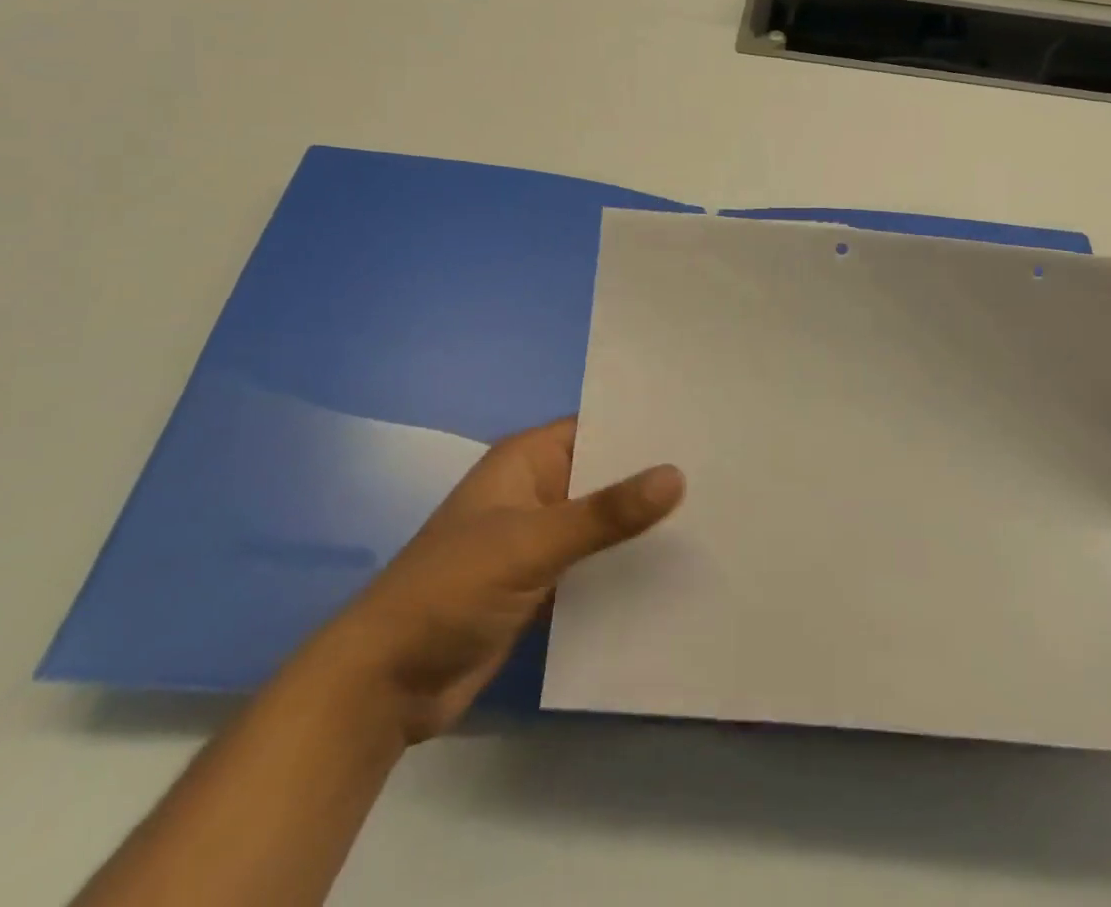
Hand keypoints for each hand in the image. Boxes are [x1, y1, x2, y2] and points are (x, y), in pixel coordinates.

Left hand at [313, 417, 683, 742]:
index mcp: (527, 460)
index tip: (703, 425)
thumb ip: (605, 513)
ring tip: (714, 515)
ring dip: (642, 526)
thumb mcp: (531, 544)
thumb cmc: (451, 590)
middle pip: (605, 474)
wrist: (385, 686)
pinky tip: (675, 570)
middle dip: (652, 478)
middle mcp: (537, 491)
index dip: (645, 425)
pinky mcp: (542, 585)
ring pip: (603, 522)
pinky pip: (595, 565)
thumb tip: (676, 475)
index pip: (598, 426)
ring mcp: (539, 540)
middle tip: (725, 472)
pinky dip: (625, 566)